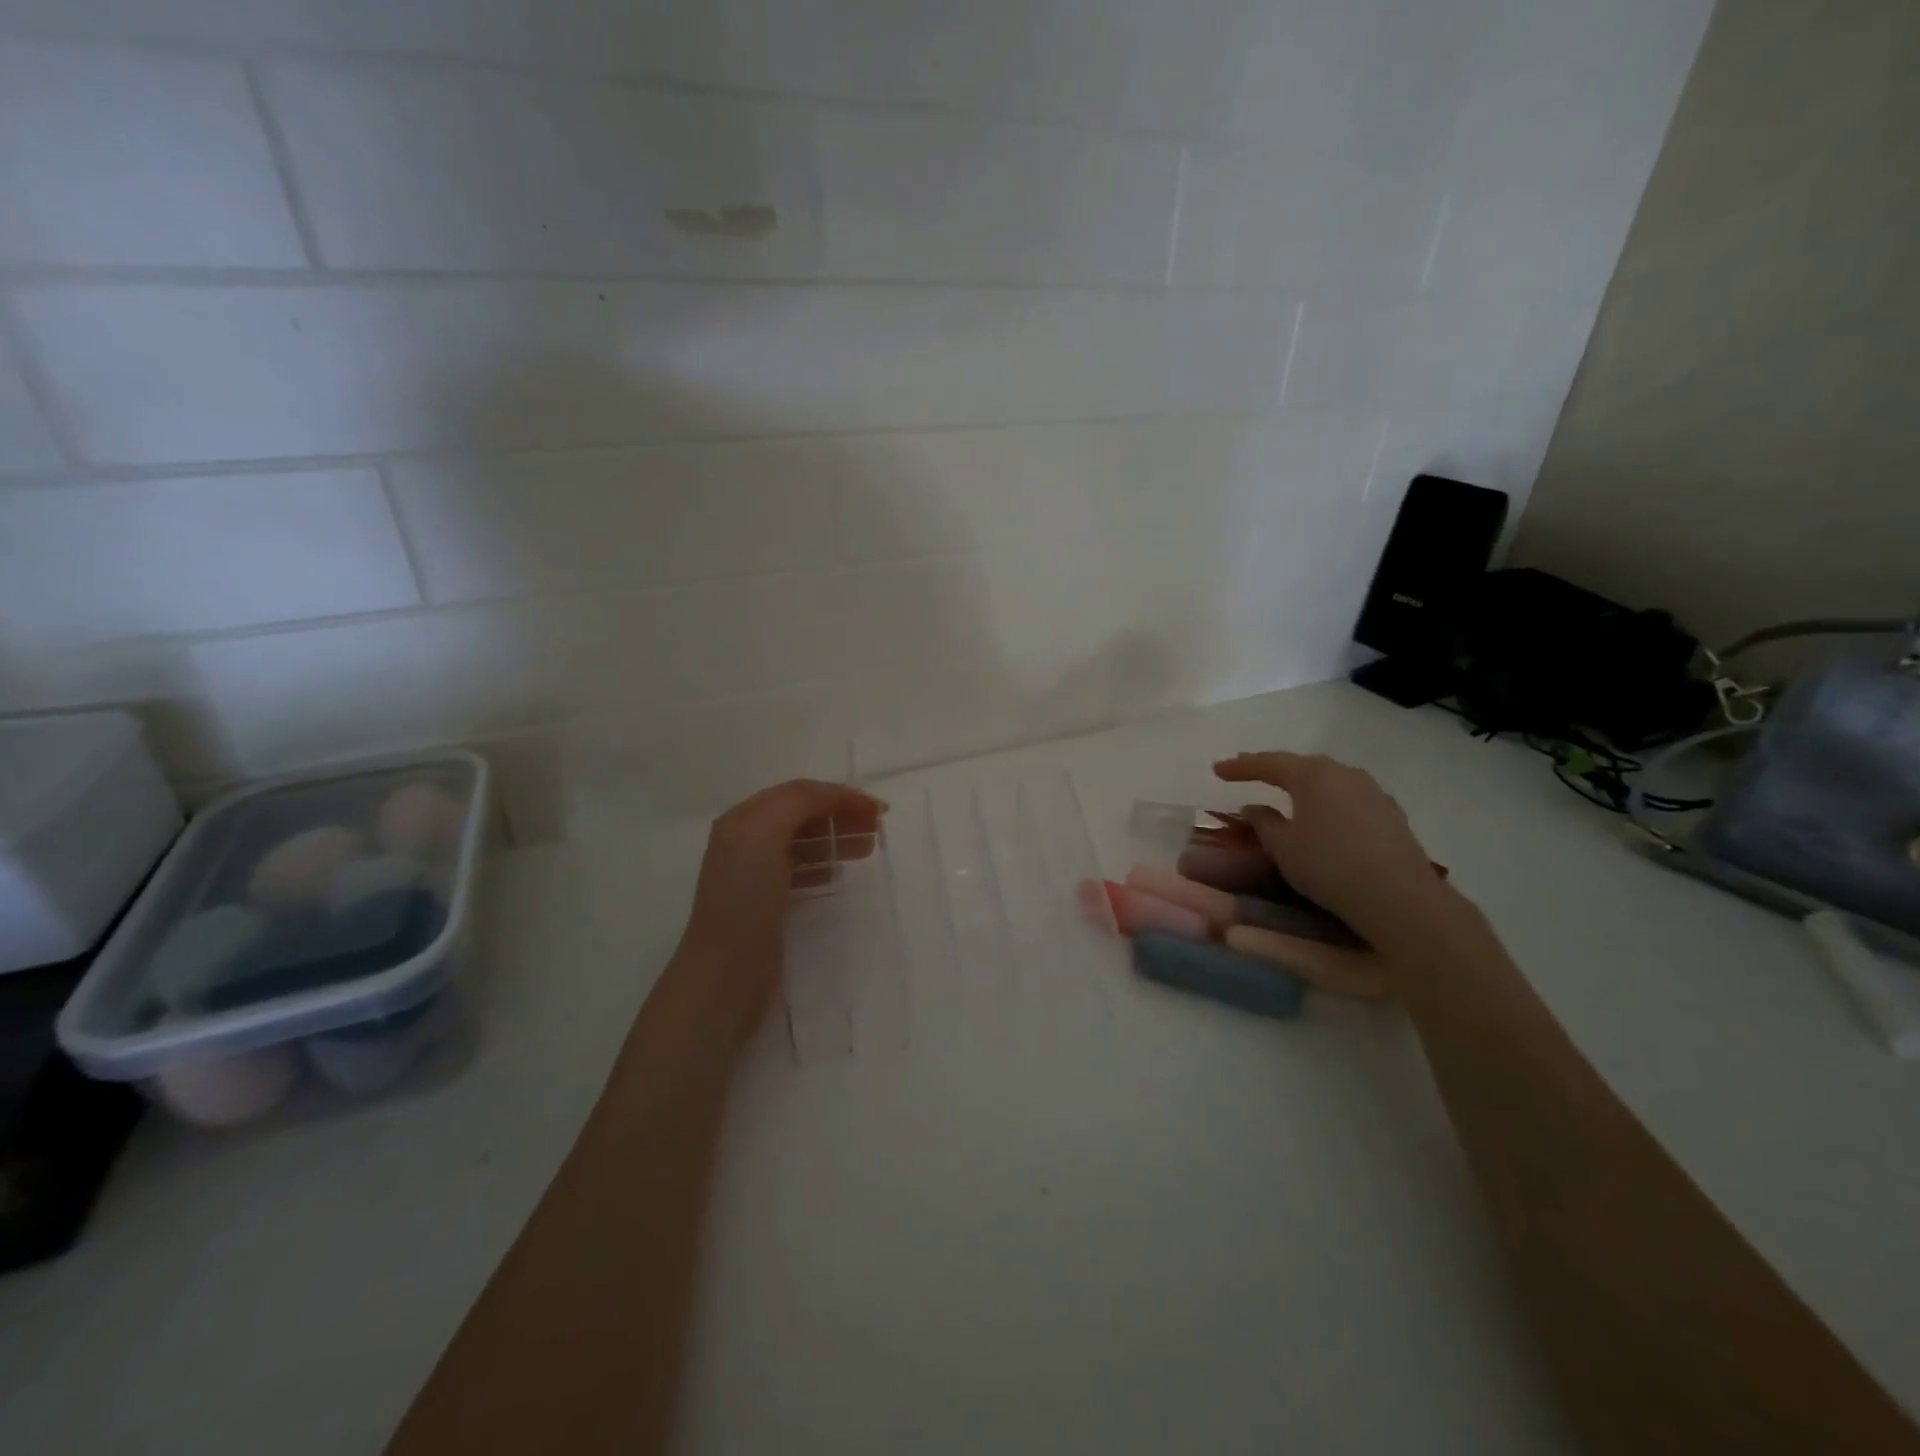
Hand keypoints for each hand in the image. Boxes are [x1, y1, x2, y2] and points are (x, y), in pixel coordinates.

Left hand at [665, 780, 885, 1046]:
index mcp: (743, 820)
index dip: (840, 795)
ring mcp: (753, 875)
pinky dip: (822, 864)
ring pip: (803, 843)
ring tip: (867, 849)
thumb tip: (833, 797)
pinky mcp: (765, 905)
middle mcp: (745, 841)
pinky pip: (799, 871)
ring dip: (836, 838)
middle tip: (877, 830)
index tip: (879, 810)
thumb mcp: (764, 836)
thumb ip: (797, 803)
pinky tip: (838, 873)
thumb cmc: (745, 902)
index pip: (799, 793)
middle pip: (801, 815)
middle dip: (841, 815)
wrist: (723, 979)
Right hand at [1213, 750, 1459, 955]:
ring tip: (1286, 793)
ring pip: (1329, 780)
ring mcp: (1373, 792)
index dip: (1240, 766)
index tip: (1217, 769)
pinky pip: (1348, 798)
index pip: (1269, 763)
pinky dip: (1328, 801)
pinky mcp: (1391, 814)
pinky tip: (1324, 816)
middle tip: (1249, 773)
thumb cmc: (1328, 865)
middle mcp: (1344, 773)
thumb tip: (1253, 808)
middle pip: (1302, 766)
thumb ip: (1264, 823)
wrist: (1399, 897)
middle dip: (1274, 770)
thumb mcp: (1283, 847)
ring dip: (1304, 784)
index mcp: (1312, 775)